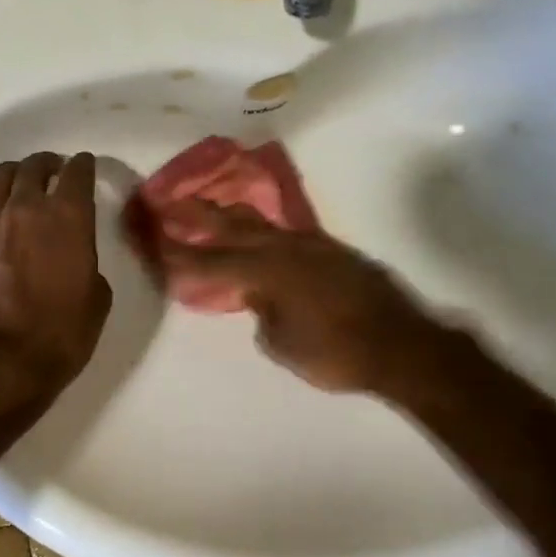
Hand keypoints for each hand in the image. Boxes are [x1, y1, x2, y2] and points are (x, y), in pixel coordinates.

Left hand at [0, 152, 112, 415]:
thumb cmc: (60, 335)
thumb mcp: (96, 300)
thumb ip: (88, 264)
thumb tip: (76, 258)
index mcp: (67, 217)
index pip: (77, 173)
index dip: (83, 166)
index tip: (85, 166)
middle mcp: (26, 208)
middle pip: (34, 167)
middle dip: (48, 164)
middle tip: (54, 170)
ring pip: (0, 177)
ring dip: (16, 174)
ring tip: (22, 183)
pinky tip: (0, 219)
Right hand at [154, 202, 444, 392]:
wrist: (402, 345)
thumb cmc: (336, 353)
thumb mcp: (283, 344)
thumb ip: (261, 312)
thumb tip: (258, 297)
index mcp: (267, 271)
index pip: (210, 261)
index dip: (179, 254)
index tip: (153, 242)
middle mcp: (285, 247)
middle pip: (231, 226)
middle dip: (197, 215)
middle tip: (167, 203)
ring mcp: (310, 245)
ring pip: (259, 223)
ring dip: (229, 215)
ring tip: (207, 208)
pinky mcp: (330, 250)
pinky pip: (284, 232)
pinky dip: (261, 230)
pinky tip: (256, 233)